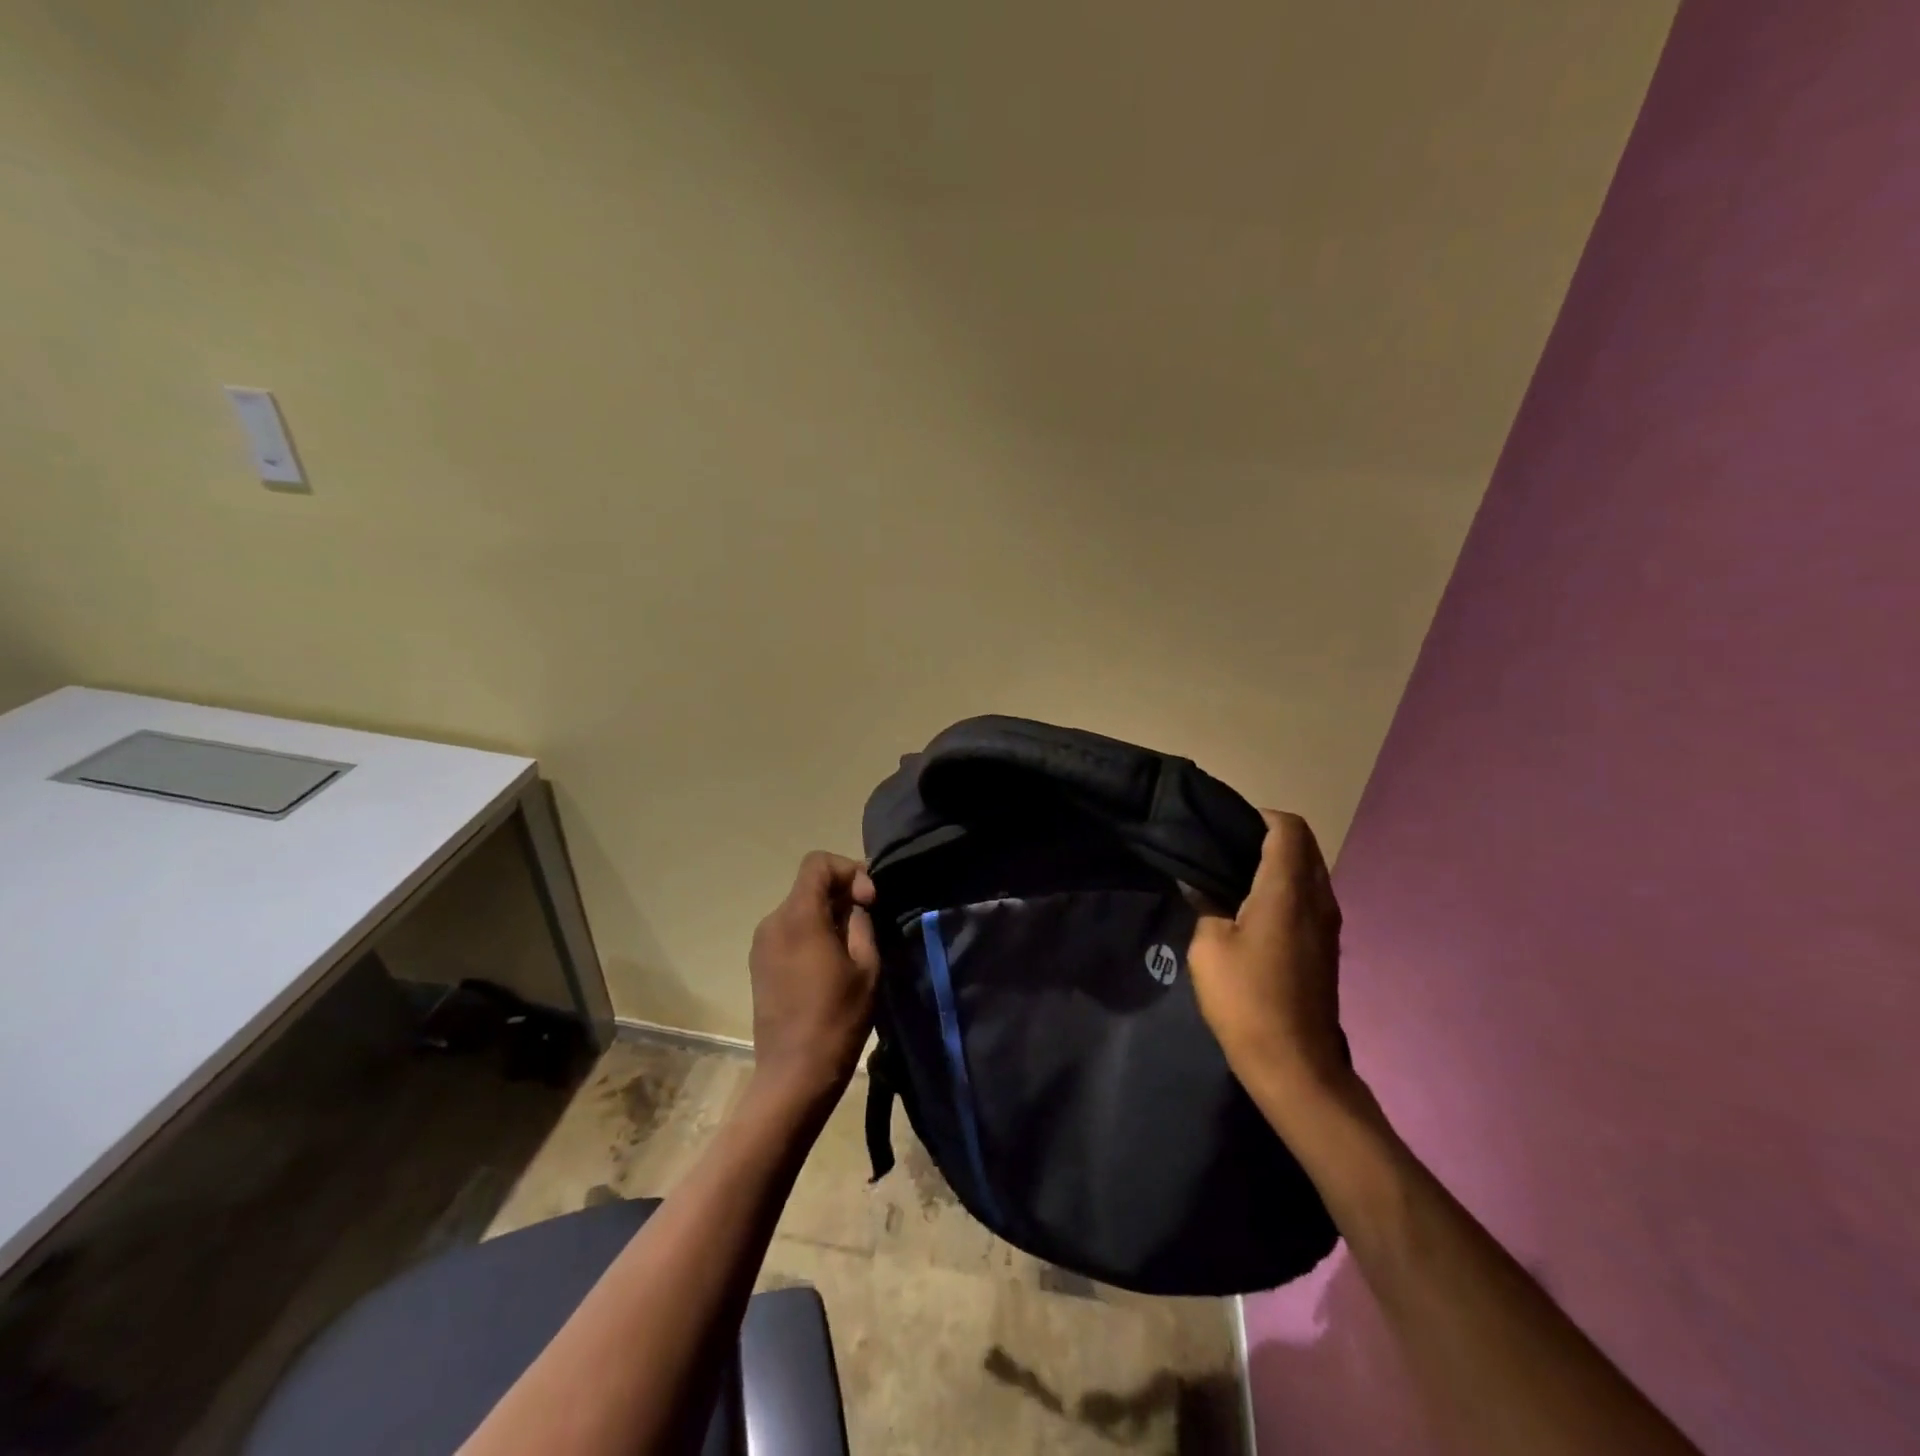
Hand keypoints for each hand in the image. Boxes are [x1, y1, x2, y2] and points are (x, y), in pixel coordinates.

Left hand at [747, 852, 880, 1107]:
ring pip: (800, 908)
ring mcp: (761, 944)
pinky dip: (813, 932)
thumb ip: (862, 923)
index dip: (849, 871)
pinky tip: (830, 963)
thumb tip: (857, 903)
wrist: (794, 1075)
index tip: (869, 901)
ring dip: (828, 914)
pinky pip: (790, 930)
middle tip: (869, 922)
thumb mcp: (866, 966)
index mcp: (798, 917)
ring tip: (853, 945)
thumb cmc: (837, 1019)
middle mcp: (772, 922)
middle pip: (809, 885)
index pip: (818, 863)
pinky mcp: (759, 964)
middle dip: (842, 893)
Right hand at [1188, 810, 1349, 1107]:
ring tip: (1233, 876)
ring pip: (1309, 871)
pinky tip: (1252, 909)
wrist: (1295, 1064)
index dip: (1257, 815)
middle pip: (1303, 844)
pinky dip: (1286, 887)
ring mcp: (1328, 924)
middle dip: (1267, 834)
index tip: (1224, 826)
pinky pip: (1310, 896)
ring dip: (1279, 863)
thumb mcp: (1207, 946)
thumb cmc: (1247, 999)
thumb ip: (1205, 904)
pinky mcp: (1327, 947)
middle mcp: (1318, 898)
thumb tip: (1199, 884)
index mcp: (1288, 890)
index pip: (1287, 827)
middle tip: (1224, 848)